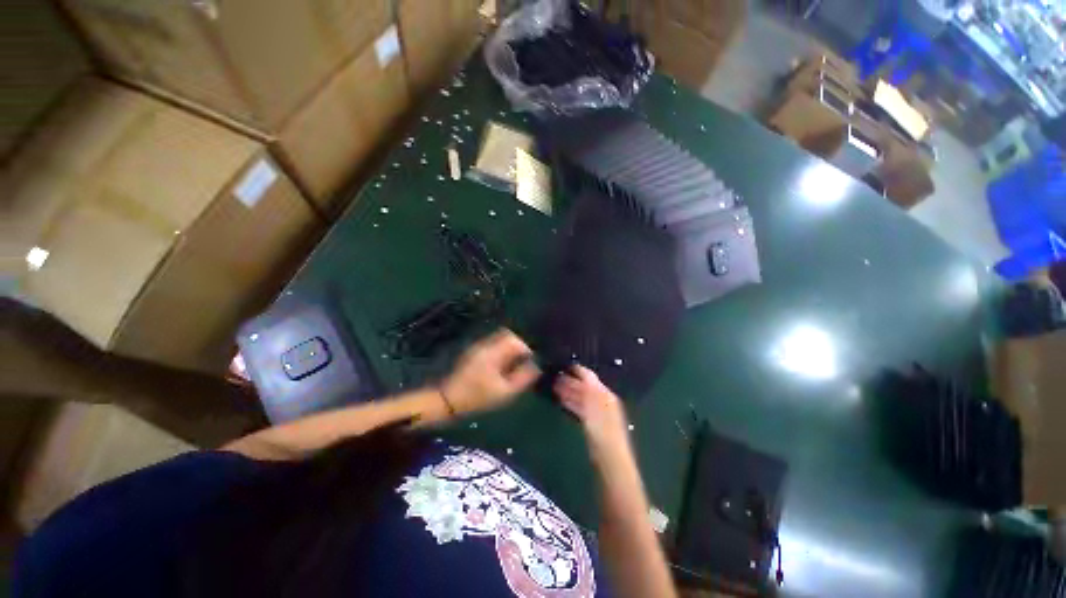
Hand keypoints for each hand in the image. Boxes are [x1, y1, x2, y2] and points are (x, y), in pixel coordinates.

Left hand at [441, 329, 540, 414]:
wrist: (448, 400)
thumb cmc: (477, 397)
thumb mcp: (505, 391)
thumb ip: (523, 377)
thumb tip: (536, 366)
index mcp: (493, 351)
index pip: (515, 339)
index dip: (526, 349)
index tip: (530, 363)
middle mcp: (485, 344)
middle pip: (507, 335)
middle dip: (518, 347)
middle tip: (523, 364)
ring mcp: (478, 348)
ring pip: (500, 340)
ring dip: (510, 350)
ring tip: (513, 367)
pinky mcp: (474, 353)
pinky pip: (493, 346)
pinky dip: (501, 353)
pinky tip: (501, 369)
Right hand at [555, 365, 630, 458]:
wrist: (610, 456)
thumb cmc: (602, 428)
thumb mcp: (592, 404)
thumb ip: (585, 387)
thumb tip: (577, 371)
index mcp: (604, 393)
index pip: (589, 376)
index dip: (576, 370)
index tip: (562, 365)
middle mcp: (602, 399)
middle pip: (584, 386)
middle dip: (569, 381)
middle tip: (554, 377)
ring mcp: (597, 412)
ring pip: (581, 397)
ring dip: (568, 392)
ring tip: (554, 388)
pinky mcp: (592, 423)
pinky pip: (580, 408)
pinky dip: (571, 403)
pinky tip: (562, 402)